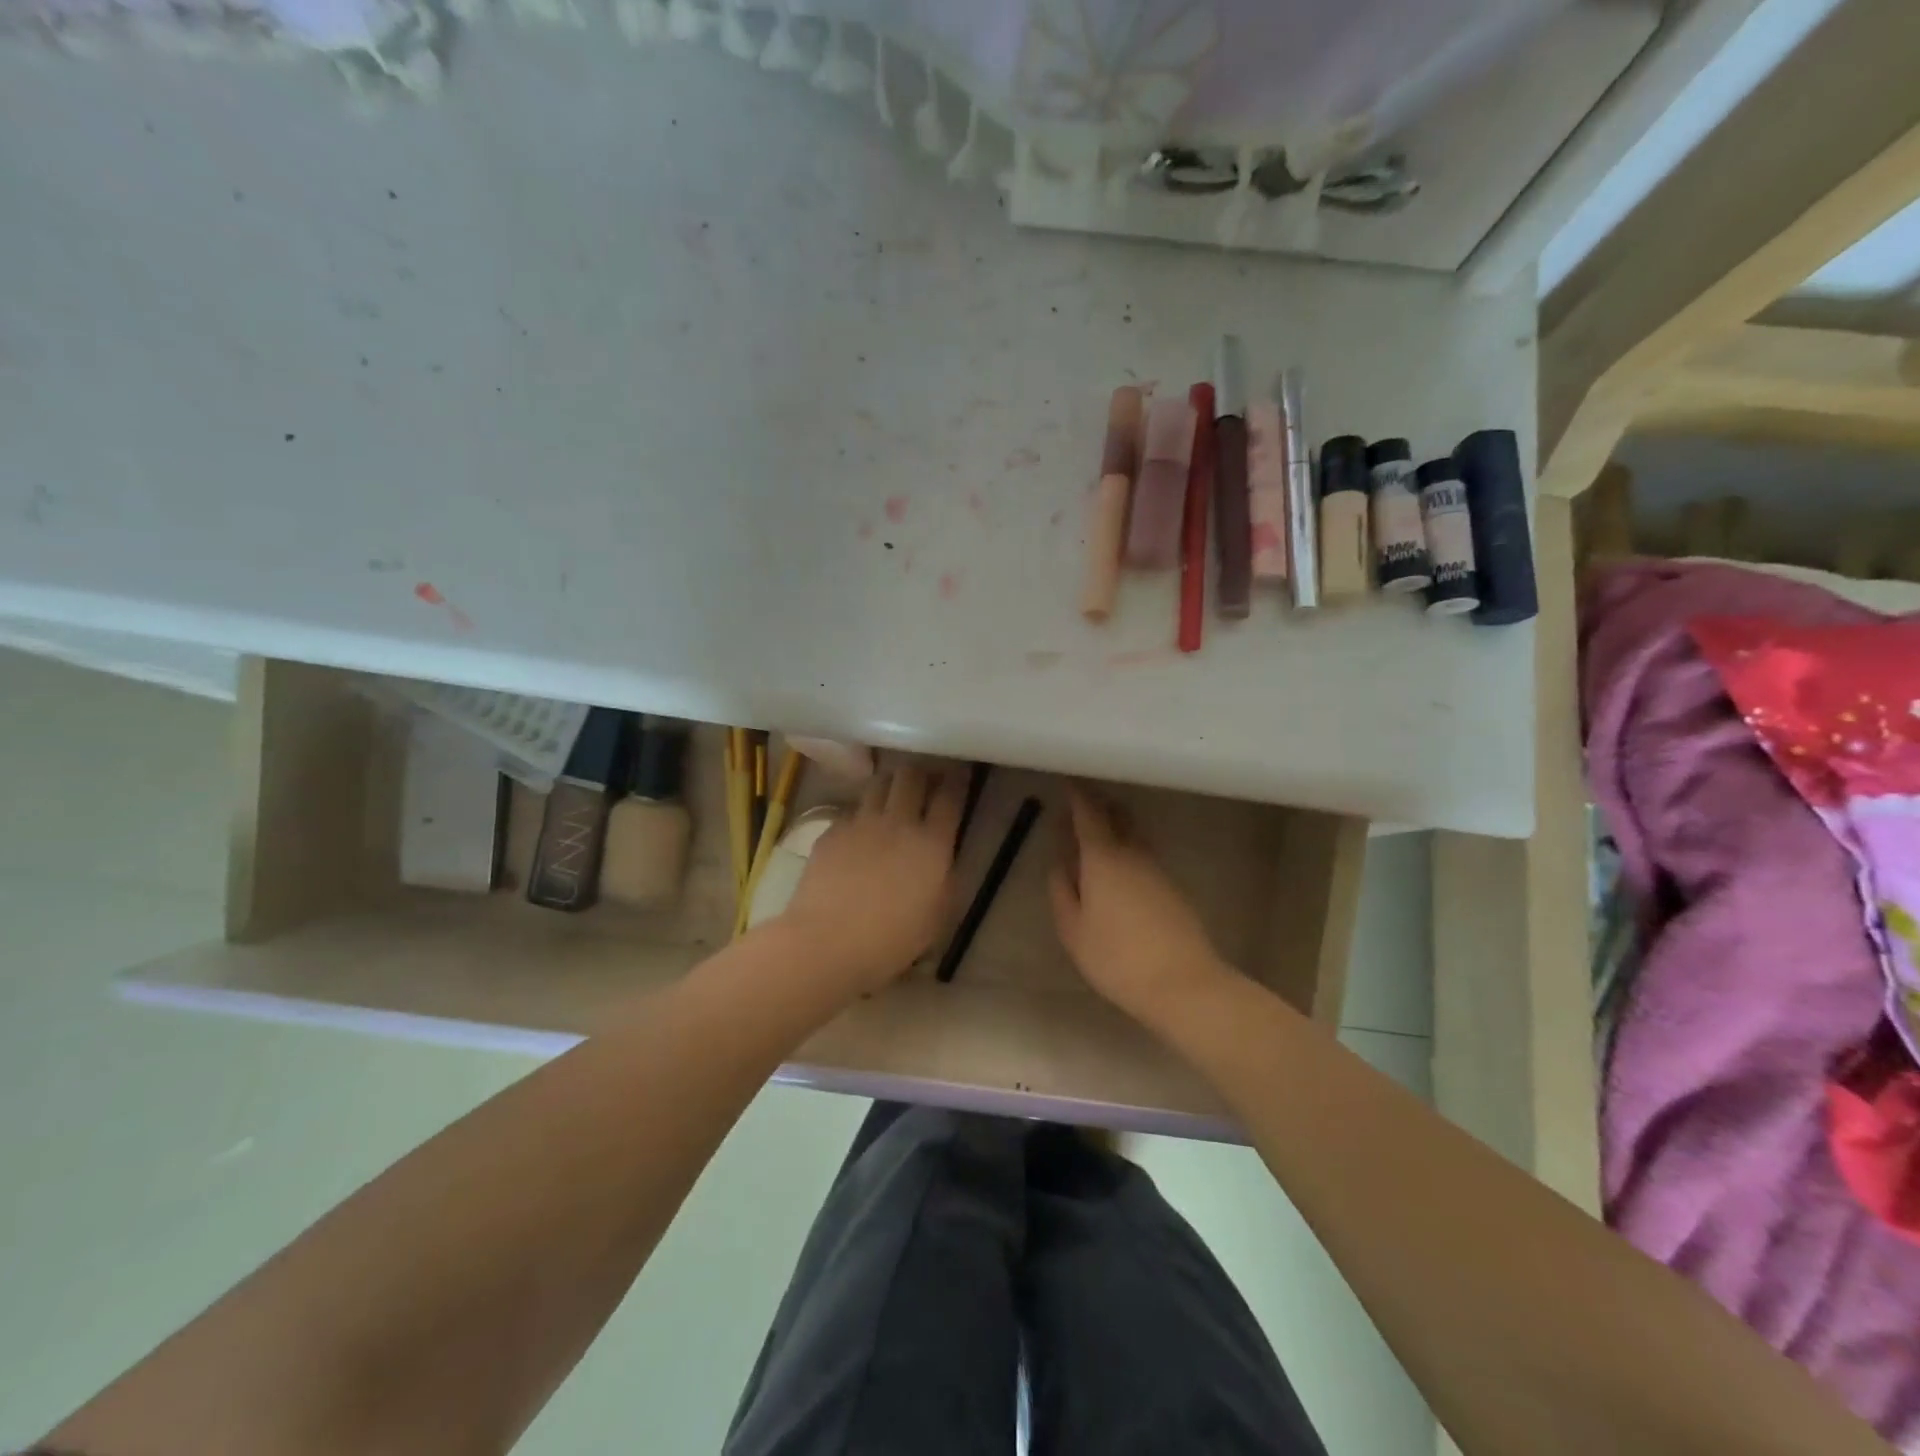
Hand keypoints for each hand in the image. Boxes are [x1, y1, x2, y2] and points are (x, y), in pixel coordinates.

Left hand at [778, 764, 964, 994]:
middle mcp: (898, 822)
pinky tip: (859, 830)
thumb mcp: (937, 918)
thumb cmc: (891, 940)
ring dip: (890, 785)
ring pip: (879, 783)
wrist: (827, 942)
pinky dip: (861, 813)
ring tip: (892, 795)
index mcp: (932, 843)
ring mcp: (861, 823)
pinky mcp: (832, 831)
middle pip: (912, 776)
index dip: (957, 780)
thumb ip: (946, 882)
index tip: (960, 773)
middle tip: (925, 782)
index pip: (950, 796)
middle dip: (921, 773)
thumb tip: (945, 862)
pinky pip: (851, 810)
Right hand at [1050, 787, 1229, 1027]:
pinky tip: (1121, 870)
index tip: (1069, 781)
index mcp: (1103, 858)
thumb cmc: (1117, 957)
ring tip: (1098, 833)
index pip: (1089, 814)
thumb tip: (1059, 864)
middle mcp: (1133, 854)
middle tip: (1082, 802)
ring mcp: (1157, 870)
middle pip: (1118, 816)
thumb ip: (1062, 891)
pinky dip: (1128, 850)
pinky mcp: (1172, 889)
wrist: (1183, 983)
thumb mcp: (1073, 930)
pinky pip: (1144, 856)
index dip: (1078, 795)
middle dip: (1100, 804)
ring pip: (1134, 835)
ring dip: (1116, 826)